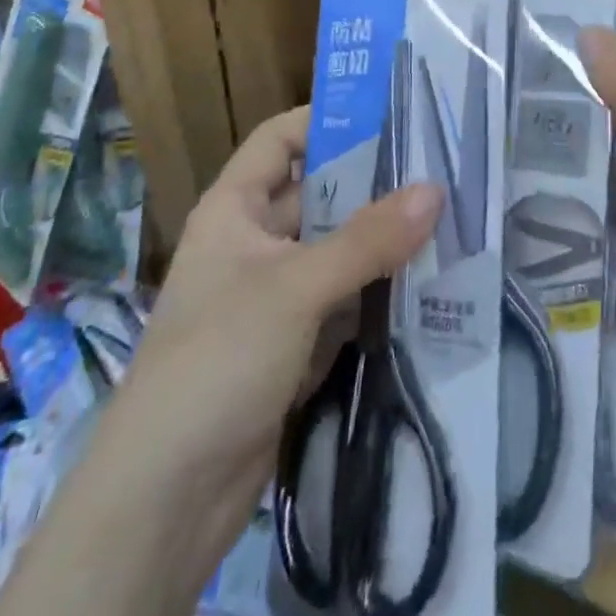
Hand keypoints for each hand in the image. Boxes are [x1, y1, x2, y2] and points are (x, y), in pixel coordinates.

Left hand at [111, 107, 441, 558]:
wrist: (164, 503)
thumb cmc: (217, 361)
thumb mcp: (295, 288)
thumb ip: (367, 239)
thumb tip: (436, 189)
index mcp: (234, 209)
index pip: (281, 139)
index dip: (328, 120)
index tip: (392, 113)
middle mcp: (254, 243)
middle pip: (319, 194)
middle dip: (375, 183)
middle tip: (441, 166)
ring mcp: (274, 297)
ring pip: (338, 250)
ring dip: (385, 241)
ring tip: (451, 217)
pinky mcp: (294, 345)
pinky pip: (344, 302)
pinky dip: (380, 293)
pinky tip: (432, 282)